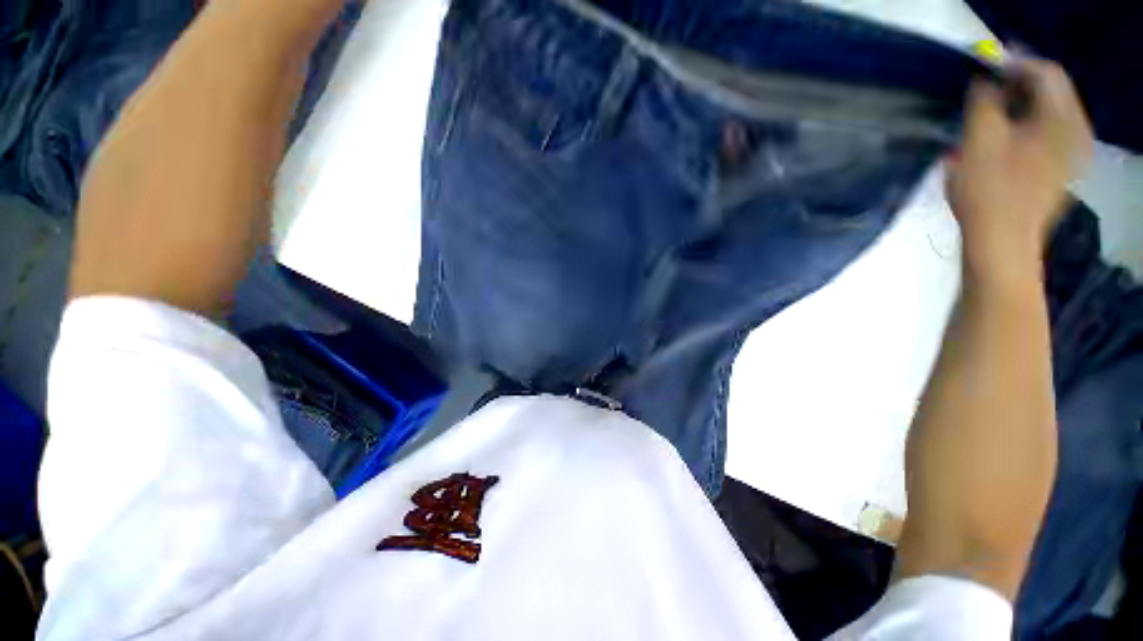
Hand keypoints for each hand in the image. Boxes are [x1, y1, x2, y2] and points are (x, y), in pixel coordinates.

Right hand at [947, 58, 1092, 279]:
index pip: (1046, 73)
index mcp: (1064, 120)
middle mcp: (1077, 132)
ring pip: (1048, 117)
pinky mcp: (1062, 172)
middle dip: (1017, 89)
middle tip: (986, 96)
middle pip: (1051, 94)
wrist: (1002, 244)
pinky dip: (1026, 132)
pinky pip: (1048, 137)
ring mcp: (1073, 155)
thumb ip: (984, 102)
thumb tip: (985, 83)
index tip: (985, 71)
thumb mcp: (979, 139)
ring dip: (1019, 111)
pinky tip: (1005, 144)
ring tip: (991, 120)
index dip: (1015, 65)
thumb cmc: (989, 191)